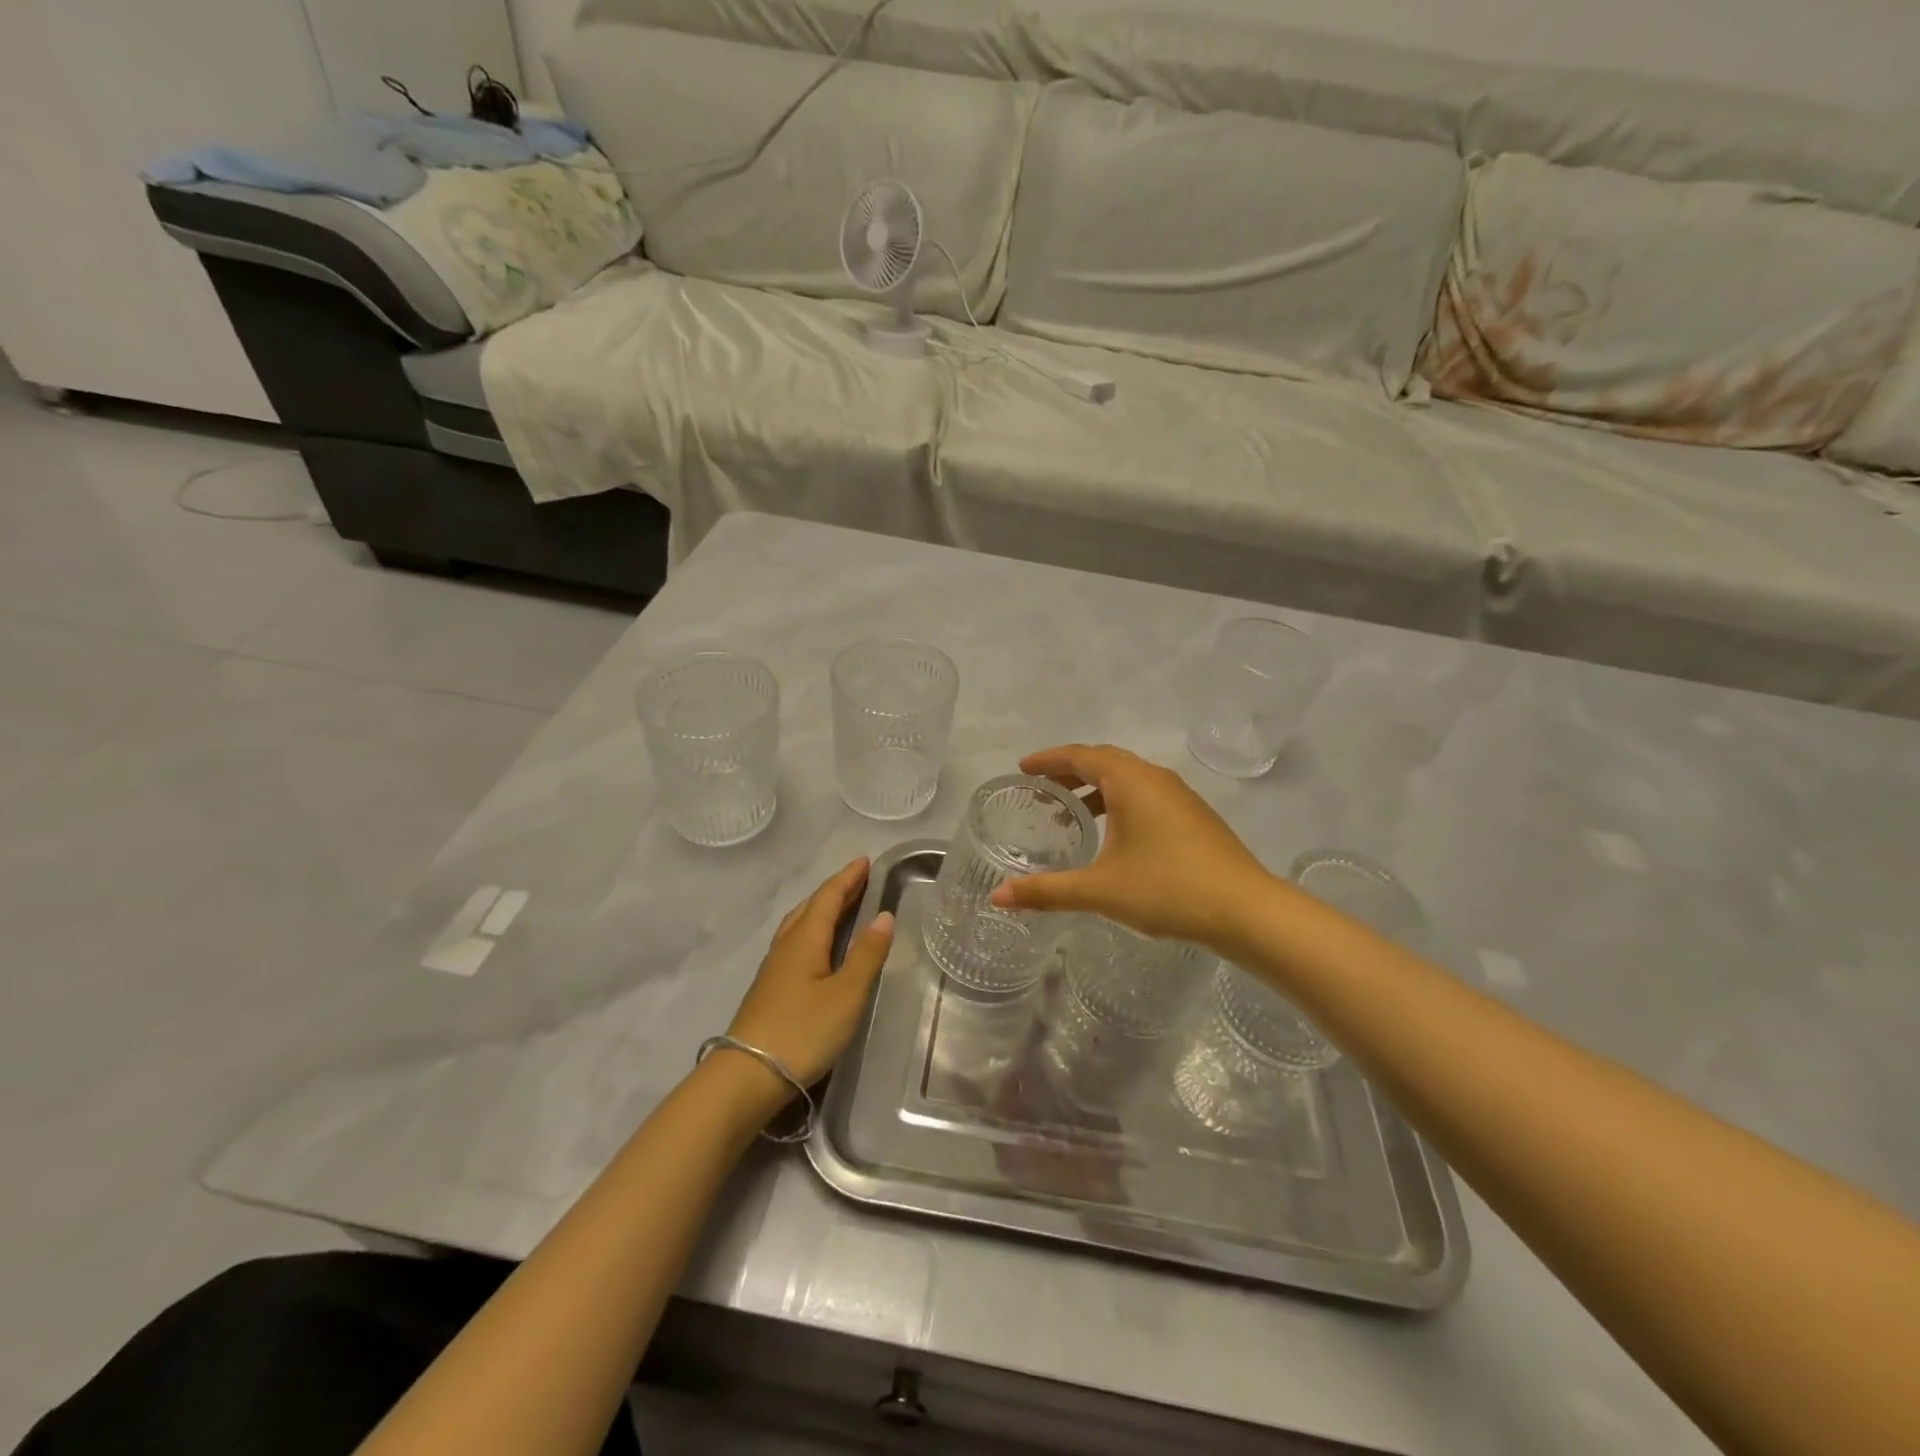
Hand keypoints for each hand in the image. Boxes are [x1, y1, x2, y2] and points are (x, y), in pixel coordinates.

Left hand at [726, 858, 895, 1092]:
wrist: (746, 1076)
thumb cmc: (802, 1031)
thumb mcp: (846, 994)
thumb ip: (866, 955)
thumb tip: (884, 916)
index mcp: (805, 939)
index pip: (828, 897)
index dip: (847, 878)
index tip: (864, 861)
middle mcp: (786, 946)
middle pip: (811, 907)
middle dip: (836, 890)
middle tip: (859, 879)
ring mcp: (773, 968)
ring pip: (799, 925)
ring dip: (821, 909)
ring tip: (840, 906)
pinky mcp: (769, 989)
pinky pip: (794, 943)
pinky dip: (812, 931)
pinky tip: (817, 947)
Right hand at [990, 745, 1270, 948]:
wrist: (1246, 910)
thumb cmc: (1168, 889)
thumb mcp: (1100, 890)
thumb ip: (1046, 891)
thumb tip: (998, 898)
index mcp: (1130, 781)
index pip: (1080, 755)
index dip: (1048, 759)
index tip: (1023, 768)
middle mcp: (1155, 778)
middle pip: (1104, 760)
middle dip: (1070, 771)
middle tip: (1041, 789)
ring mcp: (1179, 796)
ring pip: (1128, 778)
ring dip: (1096, 788)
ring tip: (1070, 814)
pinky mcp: (1193, 816)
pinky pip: (1145, 794)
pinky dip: (1119, 802)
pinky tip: (1113, 835)